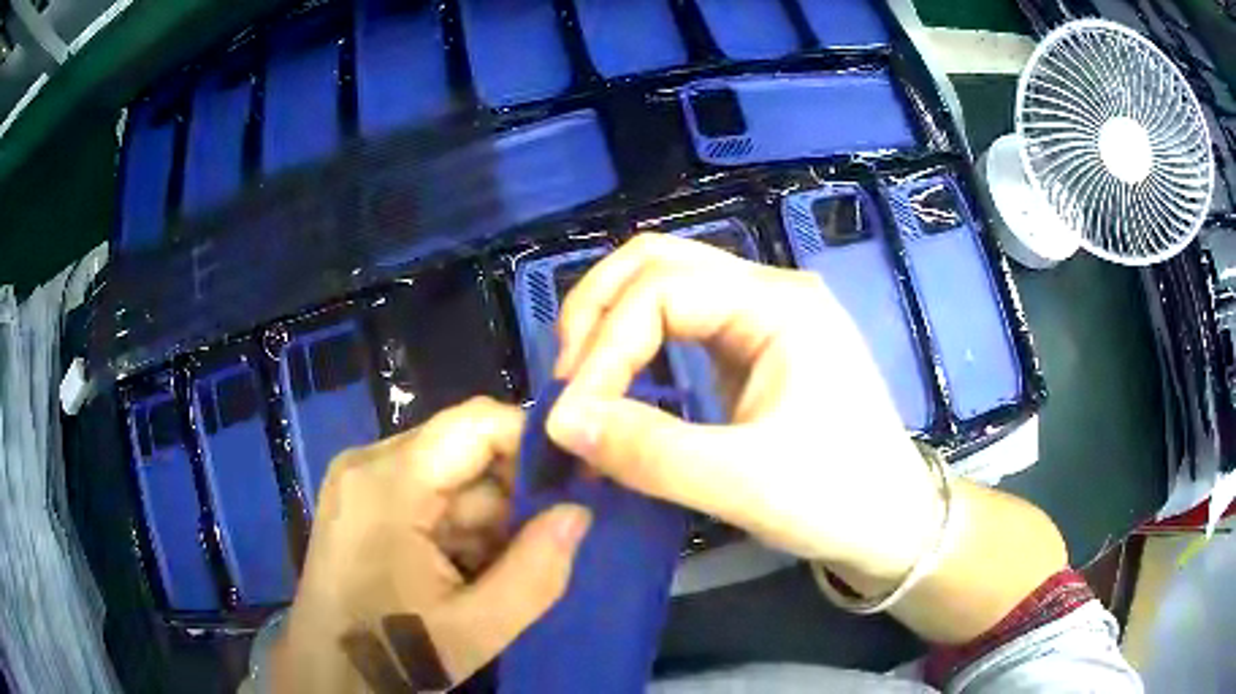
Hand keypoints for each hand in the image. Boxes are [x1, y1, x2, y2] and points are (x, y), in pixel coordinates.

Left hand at [271, 397, 590, 692]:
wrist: (328, 674)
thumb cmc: (394, 653)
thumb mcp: (477, 628)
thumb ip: (537, 571)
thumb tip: (578, 512)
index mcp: (389, 484)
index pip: (479, 422)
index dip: (532, 445)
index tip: (570, 487)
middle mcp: (368, 462)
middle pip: (463, 448)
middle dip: (506, 497)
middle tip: (530, 549)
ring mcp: (358, 478)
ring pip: (448, 473)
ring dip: (481, 518)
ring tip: (487, 574)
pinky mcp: (358, 497)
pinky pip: (424, 490)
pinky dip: (453, 525)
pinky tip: (458, 570)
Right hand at [547, 234, 941, 582]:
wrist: (891, 524)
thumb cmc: (837, 500)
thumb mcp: (743, 483)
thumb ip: (649, 452)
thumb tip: (559, 422)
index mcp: (779, 304)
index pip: (661, 288)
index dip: (603, 346)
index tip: (570, 415)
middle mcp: (769, 291)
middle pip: (657, 262)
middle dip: (596, 312)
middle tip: (564, 378)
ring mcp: (763, 316)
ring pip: (664, 285)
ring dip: (611, 324)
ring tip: (580, 380)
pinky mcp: (754, 347)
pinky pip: (679, 323)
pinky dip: (636, 346)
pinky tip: (619, 385)